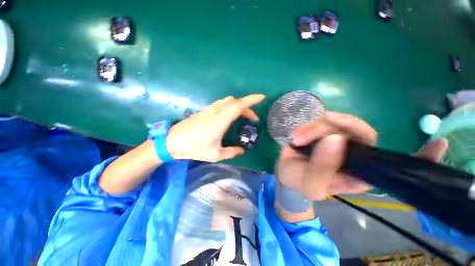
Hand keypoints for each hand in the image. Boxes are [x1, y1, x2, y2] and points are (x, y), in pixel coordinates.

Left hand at [166, 94, 264, 161]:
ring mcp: (209, 109)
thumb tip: (242, 150)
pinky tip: (231, 117)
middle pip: (235, 102)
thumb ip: (231, 152)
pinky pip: (222, 104)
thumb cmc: (194, 148)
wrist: (173, 141)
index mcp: (220, 121)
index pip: (238, 105)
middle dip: (247, 107)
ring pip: (228, 101)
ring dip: (239, 106)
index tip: (261, 97)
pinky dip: (231, 107)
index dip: (251, 100)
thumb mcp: (215, 155)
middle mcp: (215, 111)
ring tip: (244, 117)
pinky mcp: (205, 110)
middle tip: (253, 119)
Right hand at [276, 112, 447, 200]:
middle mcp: (354, 155)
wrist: (286, 171)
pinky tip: (297, 136)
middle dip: (340, 127)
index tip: (438, 145)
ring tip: (297, 139)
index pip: (392, 165)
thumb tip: (336, 139)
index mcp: (358, 174)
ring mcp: (338, 140)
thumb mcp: (310, 183)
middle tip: (316, 129)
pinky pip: (322, 122)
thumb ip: (322, 167)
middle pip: (361, 133)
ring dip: (313, 129)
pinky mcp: (324, 131)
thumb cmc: (299, 181)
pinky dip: (308, 127)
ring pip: (336, 124)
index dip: (417, 158)